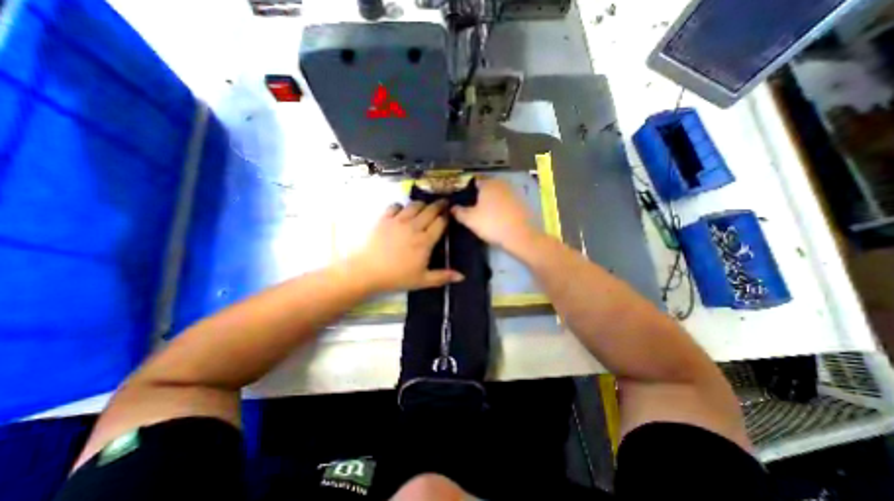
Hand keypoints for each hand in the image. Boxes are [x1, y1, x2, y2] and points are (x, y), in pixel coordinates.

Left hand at [351, 199, 459, 293]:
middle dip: (439, 205)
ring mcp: (398, 220)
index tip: (449, 215)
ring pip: (414, 205)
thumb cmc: (397, 277)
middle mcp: (414, 226)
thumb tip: (462, 277)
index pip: (440, 222)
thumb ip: (442, 276)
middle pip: (430, 210)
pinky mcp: (385, 219)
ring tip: (425, 206)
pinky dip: (401, 206)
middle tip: (443, 203)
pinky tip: (402, 211)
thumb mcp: (422, 280)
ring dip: (422, 204)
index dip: (446, 217)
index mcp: (425, 241)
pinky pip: (395, 205)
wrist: (367, 271)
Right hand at [455, 177, 536, 251]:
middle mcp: (502, 183)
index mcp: (488, 184)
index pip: (474, 183)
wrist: (520, 235)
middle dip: (481, 197)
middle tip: (474, 210)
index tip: (464, 203)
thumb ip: (459, 212)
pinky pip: (507, 203)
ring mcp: (514, 192)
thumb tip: (452, 208)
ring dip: (492, 202)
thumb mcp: (470, 220)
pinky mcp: (523, 202)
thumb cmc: (492, 224)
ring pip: (498, 195)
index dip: (468, 192)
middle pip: (487, 188)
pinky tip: (499, 219)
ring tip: (486, 216)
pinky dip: (502, 208)